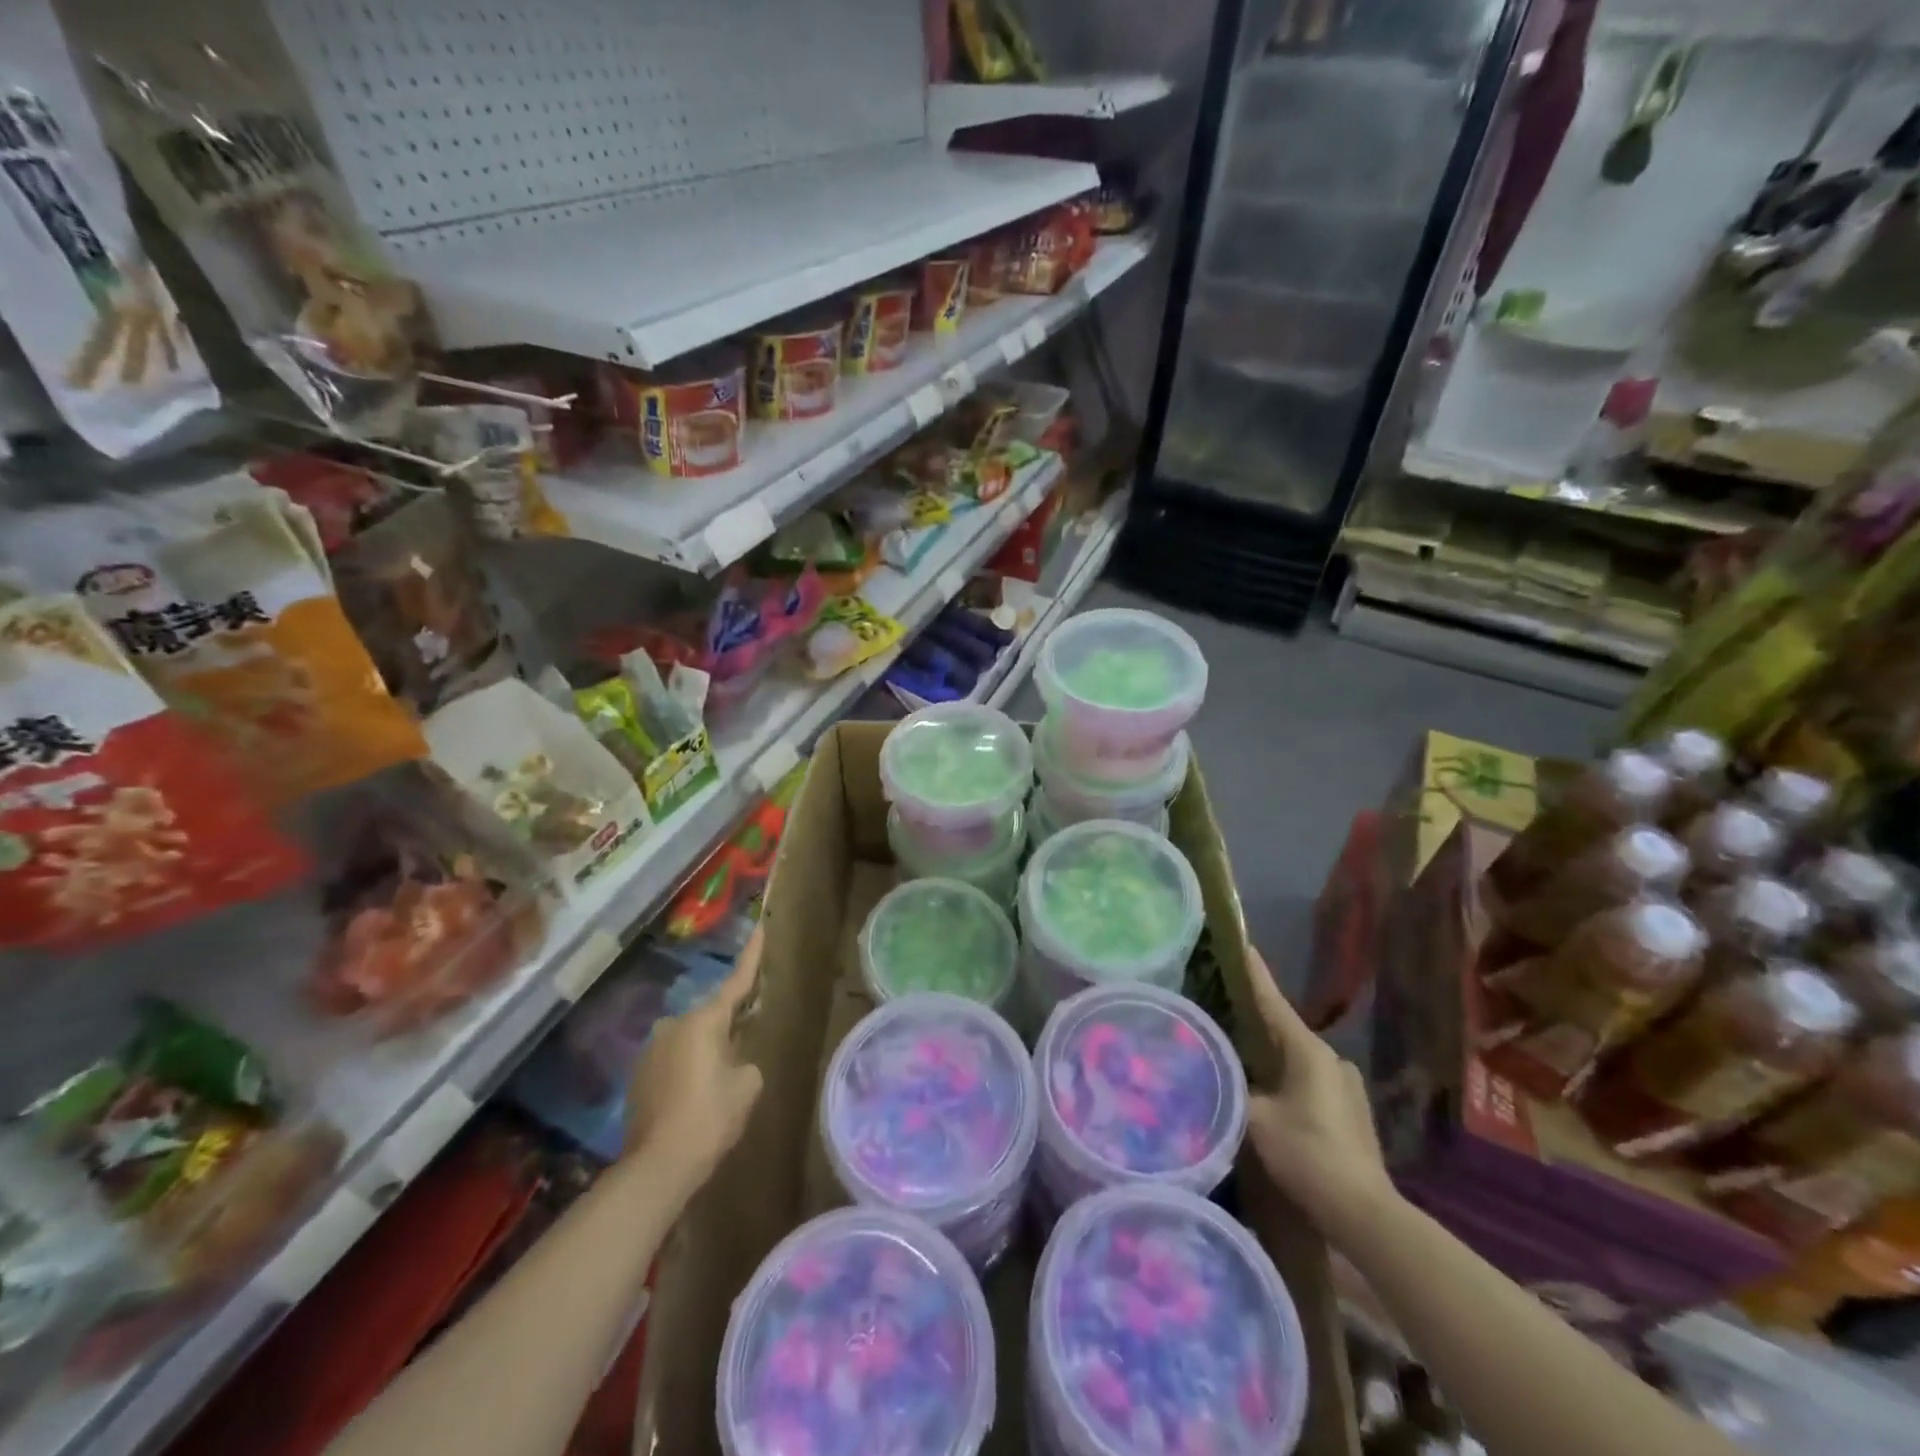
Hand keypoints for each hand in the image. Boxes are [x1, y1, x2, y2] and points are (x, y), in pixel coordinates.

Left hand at [625, 928, 764, 1184]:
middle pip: (711, 1016)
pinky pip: (672, 1061)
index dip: (752, 955)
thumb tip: (732, 1061)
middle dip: (727, 1026)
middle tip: (743, 1047)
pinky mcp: (638, 1076)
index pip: (737, 981)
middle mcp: (674, 1025)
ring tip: (717, 1084)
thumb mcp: (747, 1085)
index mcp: (705, 1021)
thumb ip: (745, 1061)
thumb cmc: (710, 1117)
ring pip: (690, 1040)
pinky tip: (693, 1099)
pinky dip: (686, 1070)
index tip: (759, 927)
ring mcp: (652, 1050)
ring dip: (704, 1051)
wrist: (657, 1166)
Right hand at [1243, 946, 1394, 1238]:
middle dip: (1255, 1018)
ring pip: (1296, 1056)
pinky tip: (1267, 1088)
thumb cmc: (1307, 1155)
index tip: (1240, 943)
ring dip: (1270, 1052)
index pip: (1272, 1001)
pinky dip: (1285, 1075)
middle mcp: (1332, 1058)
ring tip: (1239, 1050)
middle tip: (1223, 1005)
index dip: (1253, 973)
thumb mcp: (1255, 1117)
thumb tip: (1209, 1068)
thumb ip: (1230, 1085)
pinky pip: (1308, 1078)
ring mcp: (1345, 1084)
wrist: (1363, 1214)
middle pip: (1284, 1028)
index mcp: (1308, 1050)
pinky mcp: (1349, 1110)